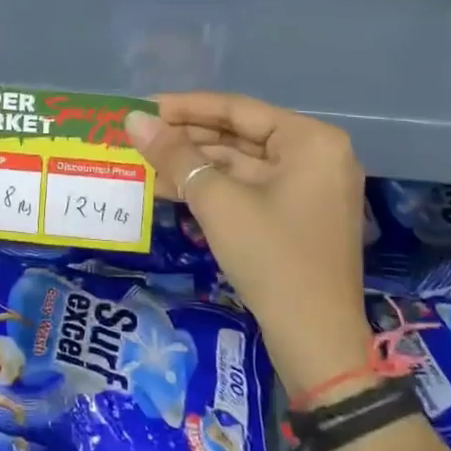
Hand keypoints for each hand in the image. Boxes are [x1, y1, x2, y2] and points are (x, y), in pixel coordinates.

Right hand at [124, 93, 371, 394]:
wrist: (317, 343)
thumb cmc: (272, 258)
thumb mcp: (217, 202)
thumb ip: (175, 156)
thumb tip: (134, 120)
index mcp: (310, 141)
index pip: (237, 109)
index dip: (185, 107)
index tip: (143, 107)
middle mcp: (315, 156)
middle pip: (239, 135)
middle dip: (187, 139)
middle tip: (139, 137)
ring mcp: (309, 189)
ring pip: (240, 165)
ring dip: (193, 166)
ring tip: (144, 163)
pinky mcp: (296, 217)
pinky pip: (248, 190)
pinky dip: (211, 189)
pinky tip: (169, 189)